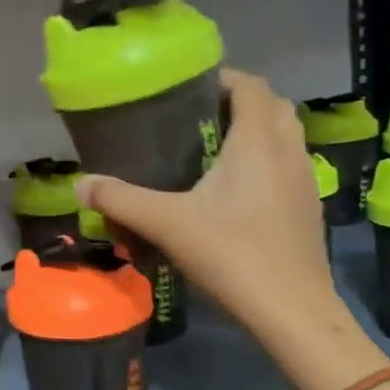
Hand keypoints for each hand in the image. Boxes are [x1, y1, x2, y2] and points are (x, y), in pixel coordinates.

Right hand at [75, 68, 341, 344]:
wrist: (291, 310)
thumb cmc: (231, 253)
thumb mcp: (167, 224)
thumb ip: (121, 200)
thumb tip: (80, 185)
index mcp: (257, 141)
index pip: (250, 85)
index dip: (221, 79)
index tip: (186, 89)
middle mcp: (288, 150)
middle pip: (271, 106)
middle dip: (238, 103)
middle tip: (197, 119)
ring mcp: (305, 179)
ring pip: (285, 136)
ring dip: (256, 132)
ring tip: (213, 151)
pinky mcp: (309, 207)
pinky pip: (288, 165)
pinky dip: (266, 162)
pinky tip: (236, 191)